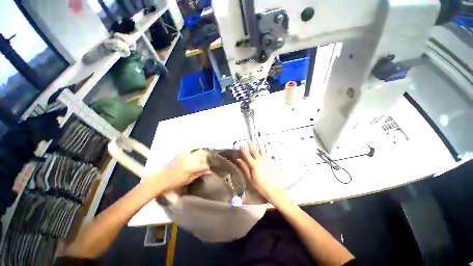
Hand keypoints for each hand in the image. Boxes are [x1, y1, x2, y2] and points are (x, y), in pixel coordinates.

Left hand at [146, 149, 209, 192]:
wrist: (161, 178)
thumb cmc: (175, 182)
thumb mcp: (189, 180)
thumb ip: (199, 173)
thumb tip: (208, 171)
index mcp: (192, 168)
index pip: (205, 165)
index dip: (208, 167)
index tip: (209, 169)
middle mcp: (190, 160)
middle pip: (203, 157)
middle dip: (207, 160)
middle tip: (208, 163)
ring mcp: (186, 155)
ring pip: (199, 152)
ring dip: (204, 154)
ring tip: (206, 157)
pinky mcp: (182, 153)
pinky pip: (192, 149)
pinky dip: (197, 150)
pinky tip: (199, 152)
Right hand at [237, 142, 282, 200]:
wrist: (272, 189)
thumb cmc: (259, 186)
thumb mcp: (249, 178)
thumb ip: (244, 168)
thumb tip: (238, 160)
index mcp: (253, 165)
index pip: (247, 155)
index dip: (243, 149)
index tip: (240, 144)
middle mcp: (259, 161)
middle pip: (254, 151)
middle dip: (251, 145)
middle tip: (248, 140)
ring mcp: (265, 161)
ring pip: (261, 151)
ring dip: (259, 145)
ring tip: (257, 140)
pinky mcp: (269, 162)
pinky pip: (267, 154)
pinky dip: (266, 149)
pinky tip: (266, 146)